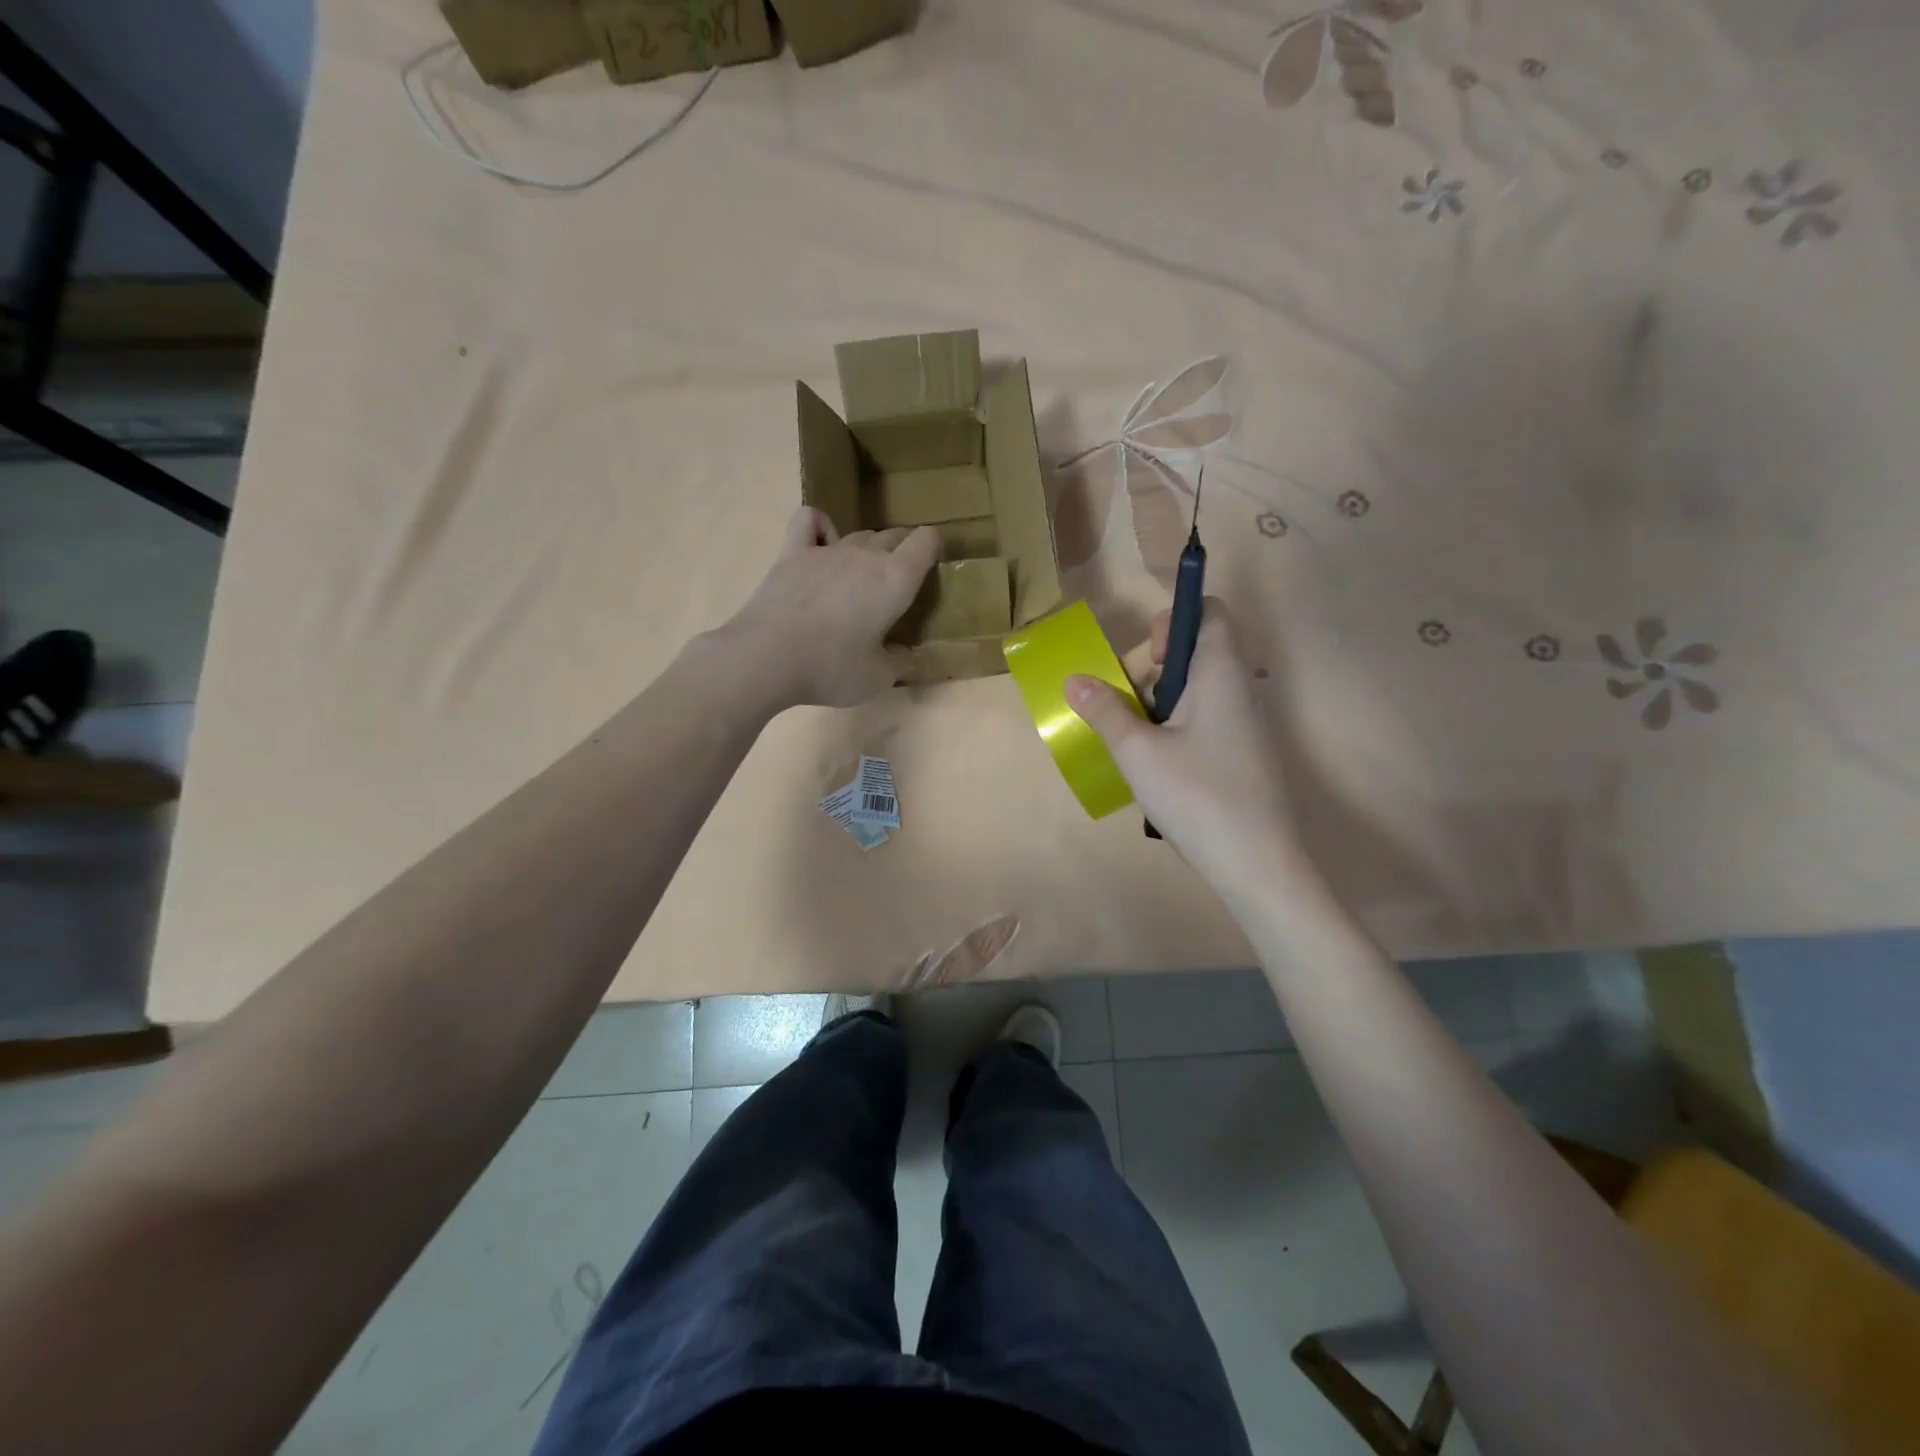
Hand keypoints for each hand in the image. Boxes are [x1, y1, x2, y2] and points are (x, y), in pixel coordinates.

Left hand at [722, 506, 941, 708]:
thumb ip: (899, 662)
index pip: (927, 540)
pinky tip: (822, 545)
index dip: (934, 548)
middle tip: (898, 587)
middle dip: (903, 552)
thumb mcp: (878, 678)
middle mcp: (865, 555)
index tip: (932, 569)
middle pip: (894, 535)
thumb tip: (906, 655)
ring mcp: (826, 549)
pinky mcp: (792, 553)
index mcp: (895, 579)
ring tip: (862, 580)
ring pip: (859, 534)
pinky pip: (810, 521)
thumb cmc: (831, 668)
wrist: (766, 658)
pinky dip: (821, 527)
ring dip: (868, 549)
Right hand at [1067, 599, 1306, 894]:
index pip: (1209, 612)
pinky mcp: (1245, 753)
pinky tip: (1160, 768)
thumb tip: (1074, 680)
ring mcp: (1247, 724)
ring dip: (1161, 704)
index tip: (1148, 660)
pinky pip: (1207, 720)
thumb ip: (1105, 711)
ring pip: (1198, 690)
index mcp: (1221, 673)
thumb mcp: (1137, 752)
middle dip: (1154, 670)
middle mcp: (1241, 689)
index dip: (1173, 621)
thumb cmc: (1197, 797)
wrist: (1258, 865)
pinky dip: (1178, 728)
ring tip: (1139, 743)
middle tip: (1130, 707)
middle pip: (1197, 650)